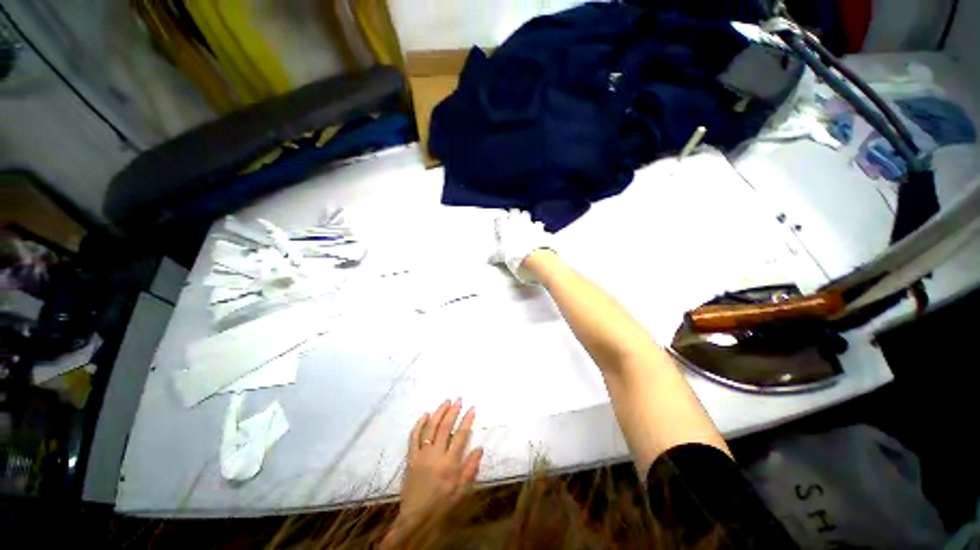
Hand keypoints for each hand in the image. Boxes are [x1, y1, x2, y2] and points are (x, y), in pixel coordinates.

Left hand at [393, 399, 482, 531]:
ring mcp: (421, 455)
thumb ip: (470, 468)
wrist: (416, 519)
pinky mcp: (411, 458)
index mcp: (449, 464)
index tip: (472, 408)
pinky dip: (419, 424)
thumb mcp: (461, 491)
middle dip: (453, 411)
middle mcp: (435, 455)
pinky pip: (413, 437)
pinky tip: (425, 414)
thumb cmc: (442, 505)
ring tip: (446, 401)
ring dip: (438, 412)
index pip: (460, 436)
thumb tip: (479, 448)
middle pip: (445, 427)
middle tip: (459, 399)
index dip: (467, 420)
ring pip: (430, 428)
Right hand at [489, 209, 553, 283]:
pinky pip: (537, 224)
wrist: (531, 258)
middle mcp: (516, 223)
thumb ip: (495, 256)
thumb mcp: (501, 257)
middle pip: (514, 212)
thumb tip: (490, 260)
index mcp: (504, 228)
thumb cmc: (514, 255)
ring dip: (524, 216)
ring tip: (523, 220)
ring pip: (525, 214)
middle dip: (513, 213)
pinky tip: (536, 228)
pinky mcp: (538, 230)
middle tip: (512, 217)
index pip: (500, 218)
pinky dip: (536, 225)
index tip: (499, 221)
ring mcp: (528, 225)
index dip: (499, 219)